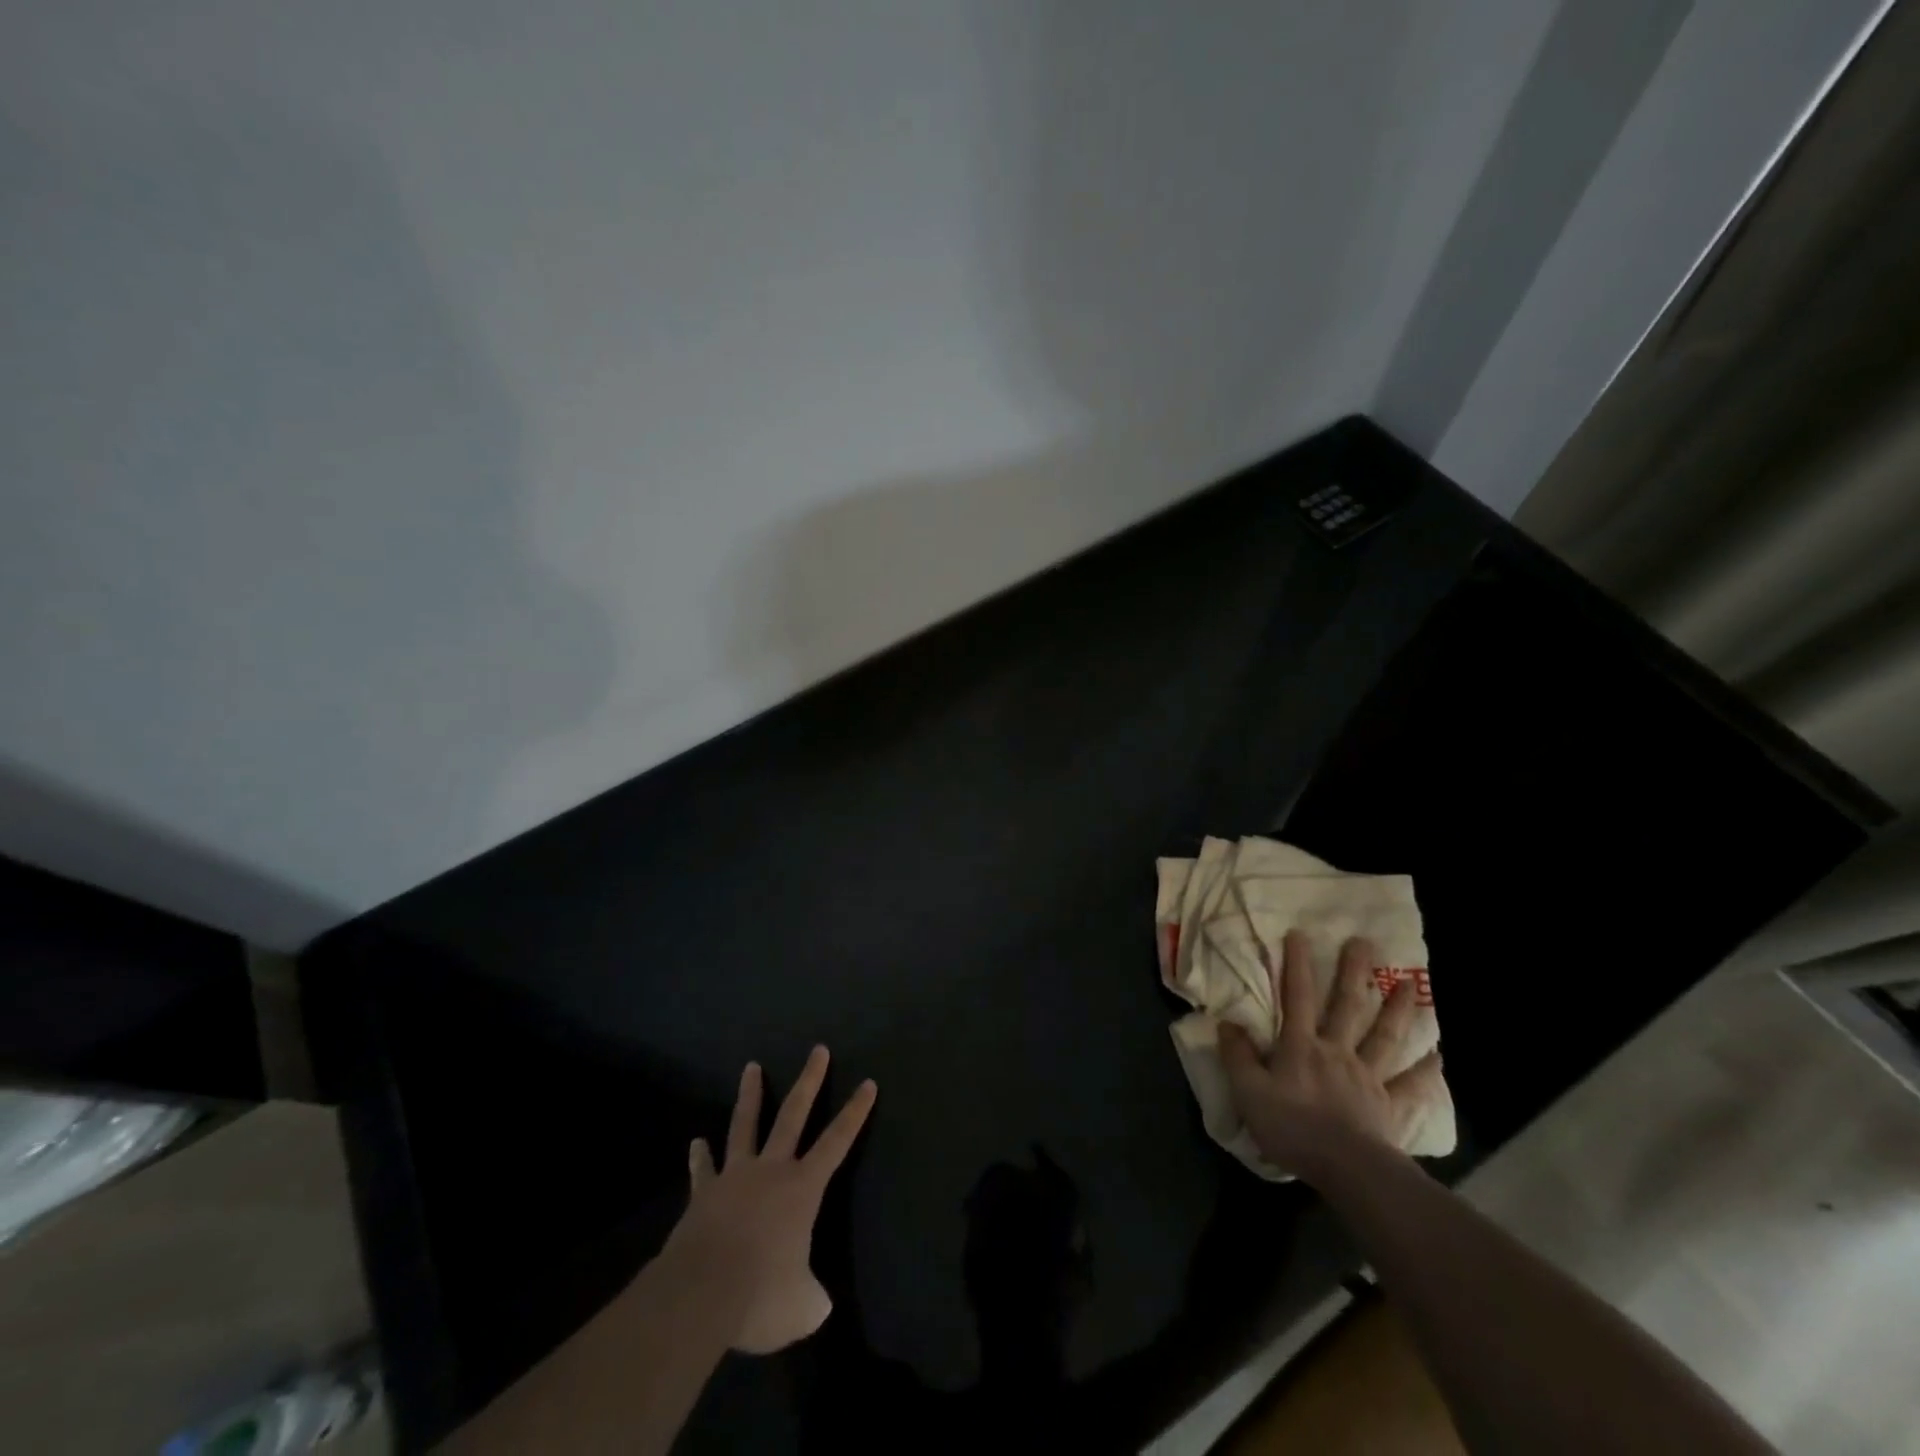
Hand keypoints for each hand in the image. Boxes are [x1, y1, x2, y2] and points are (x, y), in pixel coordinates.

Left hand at [663, 1045, 876, 1353]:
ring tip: (751, 1067)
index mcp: (802, 1188)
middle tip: (818, 1050)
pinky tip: (696, 1144)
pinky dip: (700, 1158)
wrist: (699, 1295)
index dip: (855, 1113)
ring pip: (745, 1125)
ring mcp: (734, 1178)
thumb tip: (815, 1301)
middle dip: (810, 1081)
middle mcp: (771, 1170)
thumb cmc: (761, 1295)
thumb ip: (812, 1297)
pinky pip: (703, 1171)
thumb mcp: (802, 1308)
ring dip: (750, 1095)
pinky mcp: (703, 1195)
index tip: (868, 1082)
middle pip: (794, 1114)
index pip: (837, 1141)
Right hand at [1218, 931, 1442, 1181]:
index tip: (1300, 934)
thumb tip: (1227, 1022)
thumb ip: (1237, 1056)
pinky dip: (1425, 1071)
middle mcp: (1336, 1052)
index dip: (1296, 965)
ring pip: (1383, 1036)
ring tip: (1409, 982)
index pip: (1295, 998)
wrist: (1347, 1169)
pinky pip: (1409, 1086)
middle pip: (1346, 1007)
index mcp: (1301, 1047)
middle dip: (1353, 973)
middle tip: (1365, 943)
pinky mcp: (1389, 1106)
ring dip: (1396, 1009)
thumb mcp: (1248, 1091)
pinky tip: (1438, 1056)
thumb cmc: (1293, 1128)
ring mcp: (1367, 1077)